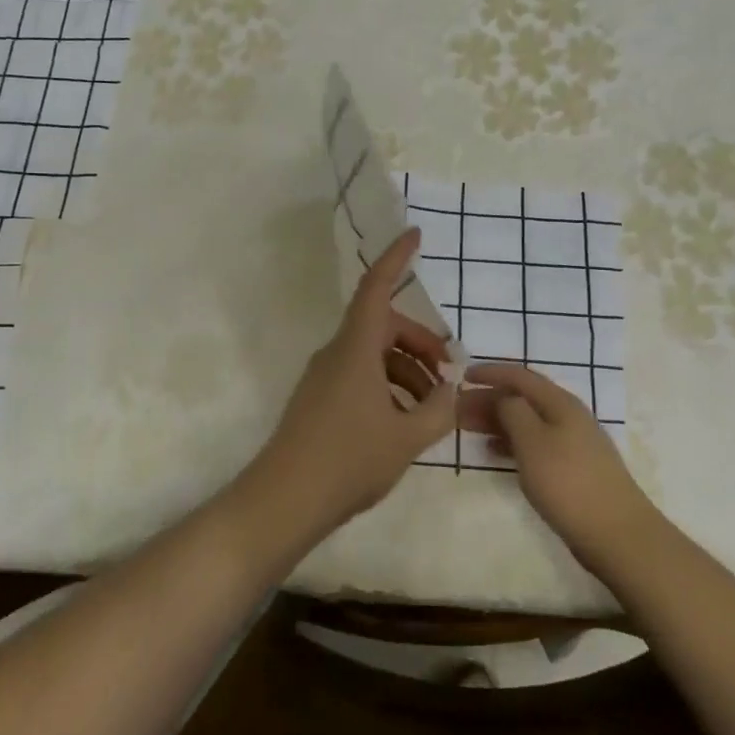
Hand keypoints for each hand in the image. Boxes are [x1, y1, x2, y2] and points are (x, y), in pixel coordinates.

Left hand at [242, 228, 457, 542]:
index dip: (396, 258)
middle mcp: (336, 353)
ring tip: (432, 407)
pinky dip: (388, 387)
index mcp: (355, 349)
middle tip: (449, 374)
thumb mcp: (407, 437)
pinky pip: (360, 376)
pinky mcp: (319, 399)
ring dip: (407, 370)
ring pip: (373, 354)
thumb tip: (449, 391)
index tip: (415, 235)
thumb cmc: (349, 461)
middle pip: (383, 326)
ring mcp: (324, 377)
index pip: (377, 288)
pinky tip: (405, 421)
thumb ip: (438, 410)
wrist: (285, 499)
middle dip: (421, 342)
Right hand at [461, 362, 657, 579]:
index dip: (490, 372)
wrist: (617, 534)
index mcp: (560, 403)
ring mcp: (573, 442)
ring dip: (496, 420)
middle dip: (489, 398)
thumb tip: (503, 396)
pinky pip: (534, 443)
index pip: (519, 376)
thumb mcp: (532, 441)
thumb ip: (513, 411)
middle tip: (457, 408)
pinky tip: (493, 452)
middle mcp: (568, 416)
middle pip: (523, 397)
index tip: (461, 377)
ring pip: (527, 421)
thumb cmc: (568, 483)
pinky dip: (510, 442)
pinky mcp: (573, 467)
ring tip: (467, 428)